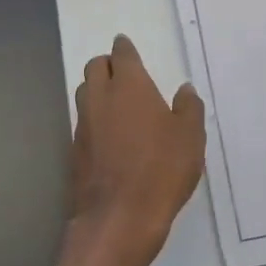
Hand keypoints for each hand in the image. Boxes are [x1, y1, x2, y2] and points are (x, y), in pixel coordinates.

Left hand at [64, 34, 205, 265]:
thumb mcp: (190, 138)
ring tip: (117, 103)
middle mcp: (100, 98)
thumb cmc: (162, 170)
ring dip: (97, 90)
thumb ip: (188, 108)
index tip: (127, 46)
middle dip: (107, 65)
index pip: (122, 54)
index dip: (125, 48)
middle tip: (124, 74)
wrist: (119, 218)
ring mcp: (83, 125)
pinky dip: (94, 119)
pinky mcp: (75, 151)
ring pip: (84, 93)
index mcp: (129, 86)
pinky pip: (83, 122)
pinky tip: (110, 136)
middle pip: (95, 68)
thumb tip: (184, 90)